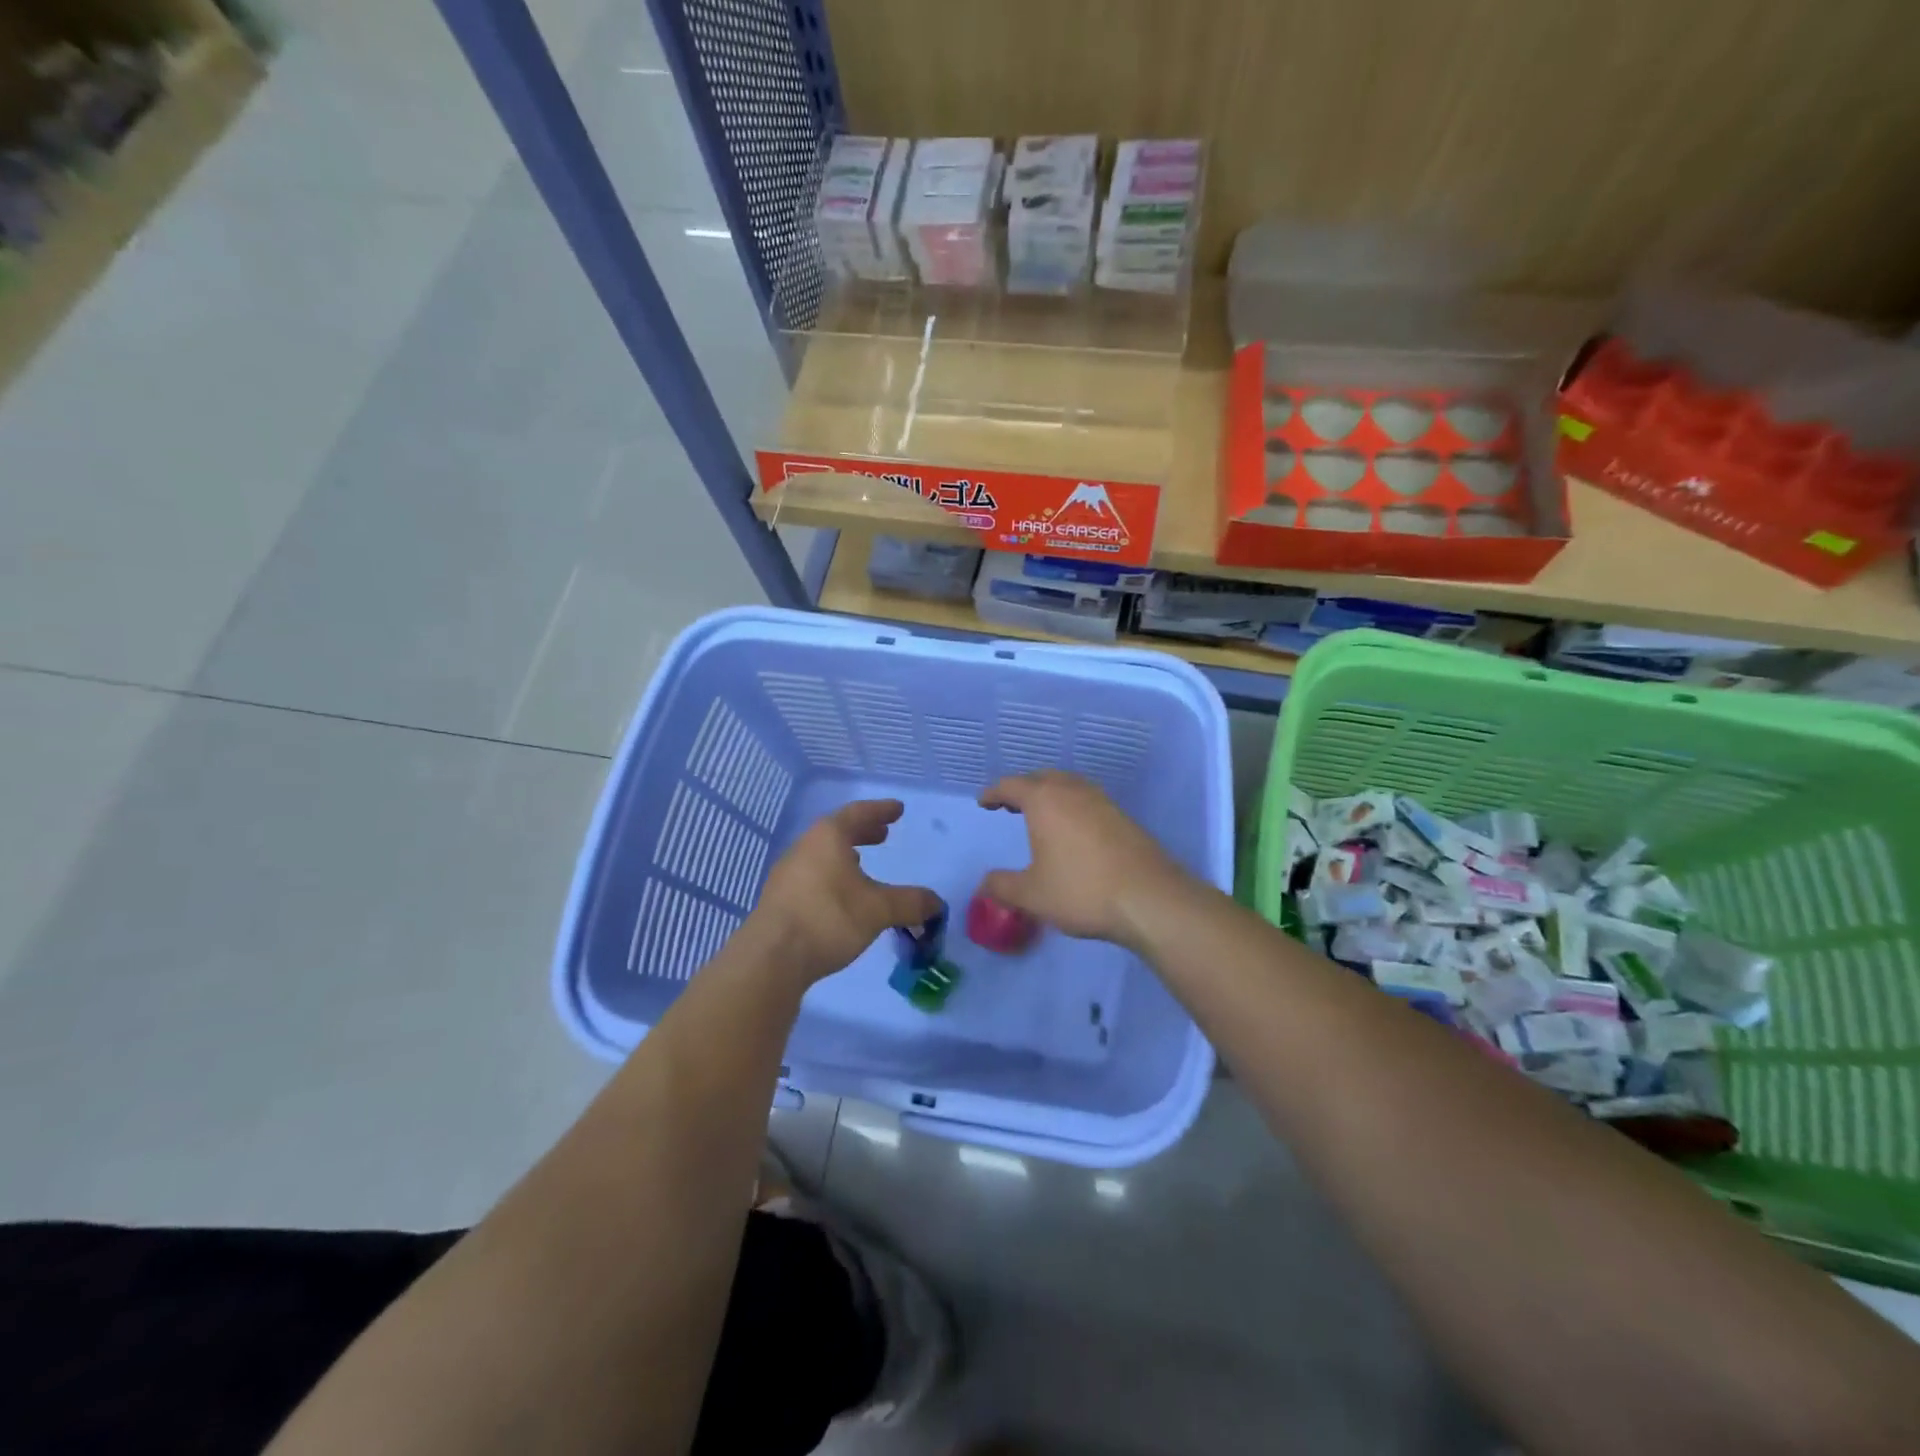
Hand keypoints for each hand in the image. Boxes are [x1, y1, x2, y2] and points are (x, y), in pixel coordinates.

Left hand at [746, 799, 941, 986]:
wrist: (771, 957)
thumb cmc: (828, 918)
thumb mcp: (878, 909)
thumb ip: (910, 902)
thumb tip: (937, 903)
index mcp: (828, 837)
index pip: (858, 813)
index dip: (880, 810)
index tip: (897, 809)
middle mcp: (804, 847)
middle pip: (837, 832)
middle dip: (862, 832)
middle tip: (883, 834)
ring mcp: (787, 873)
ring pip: (822, 854)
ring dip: (844, 855)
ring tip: (862, 864)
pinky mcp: (779, 899)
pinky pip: (812, 875)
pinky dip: (831, 875)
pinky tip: (840, 896)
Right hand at [977, 771, 1185, 947]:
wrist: (1149, 899)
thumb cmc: (1081, 891)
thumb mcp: (1032, 895)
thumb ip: (1002, 886)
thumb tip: (984, 884)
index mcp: (1045, 801)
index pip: (1011, 785)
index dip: (994, 792)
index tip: (984, 802)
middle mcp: (1073, 791)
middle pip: (1042, 778)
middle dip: (1023, 788)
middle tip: (1010, 805)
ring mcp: (1102, 801)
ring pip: (1069, 785)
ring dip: (1051, 794)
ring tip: (1041, 815)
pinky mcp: (1123, 817)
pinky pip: (1088, 800)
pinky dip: (1072, 806)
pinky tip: (1073, 831)